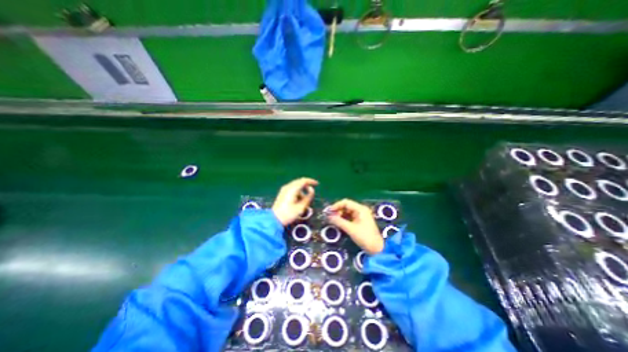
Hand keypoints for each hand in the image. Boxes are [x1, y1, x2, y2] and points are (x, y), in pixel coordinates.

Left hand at [272, 178, 319, 225]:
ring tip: (305, 200)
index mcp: (293, 189)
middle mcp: (288, 187)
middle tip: (312, 192)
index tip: (317, 184)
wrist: (274, 220)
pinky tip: (298, 200)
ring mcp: (284, 189)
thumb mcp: (301, 207)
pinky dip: (297, 192)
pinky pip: (292, 189)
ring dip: (302, 190)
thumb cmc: (289, 214)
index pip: (304, 180)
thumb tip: (312, 189)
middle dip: (307, 186)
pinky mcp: (282, 193)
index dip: (311, 181)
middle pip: (299, 182)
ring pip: (296, 186)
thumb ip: (308, 197)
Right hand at [327, 199, 384, 254]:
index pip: (346, 202)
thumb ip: (339, 221)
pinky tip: (339, 223)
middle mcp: (361, 210)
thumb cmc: (364, 237)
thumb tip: (329, 217)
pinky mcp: (360, 221)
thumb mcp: (350, 229)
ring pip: (347, 211)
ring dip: (340, 215)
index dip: (336, 205)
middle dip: (338, 210)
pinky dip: (344, 219)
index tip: (329, 211)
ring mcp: (361, 215)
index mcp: (360, 209)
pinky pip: (350, 216)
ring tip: (334, 220)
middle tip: (331, 217)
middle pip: (346, 206)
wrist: (376, 249)